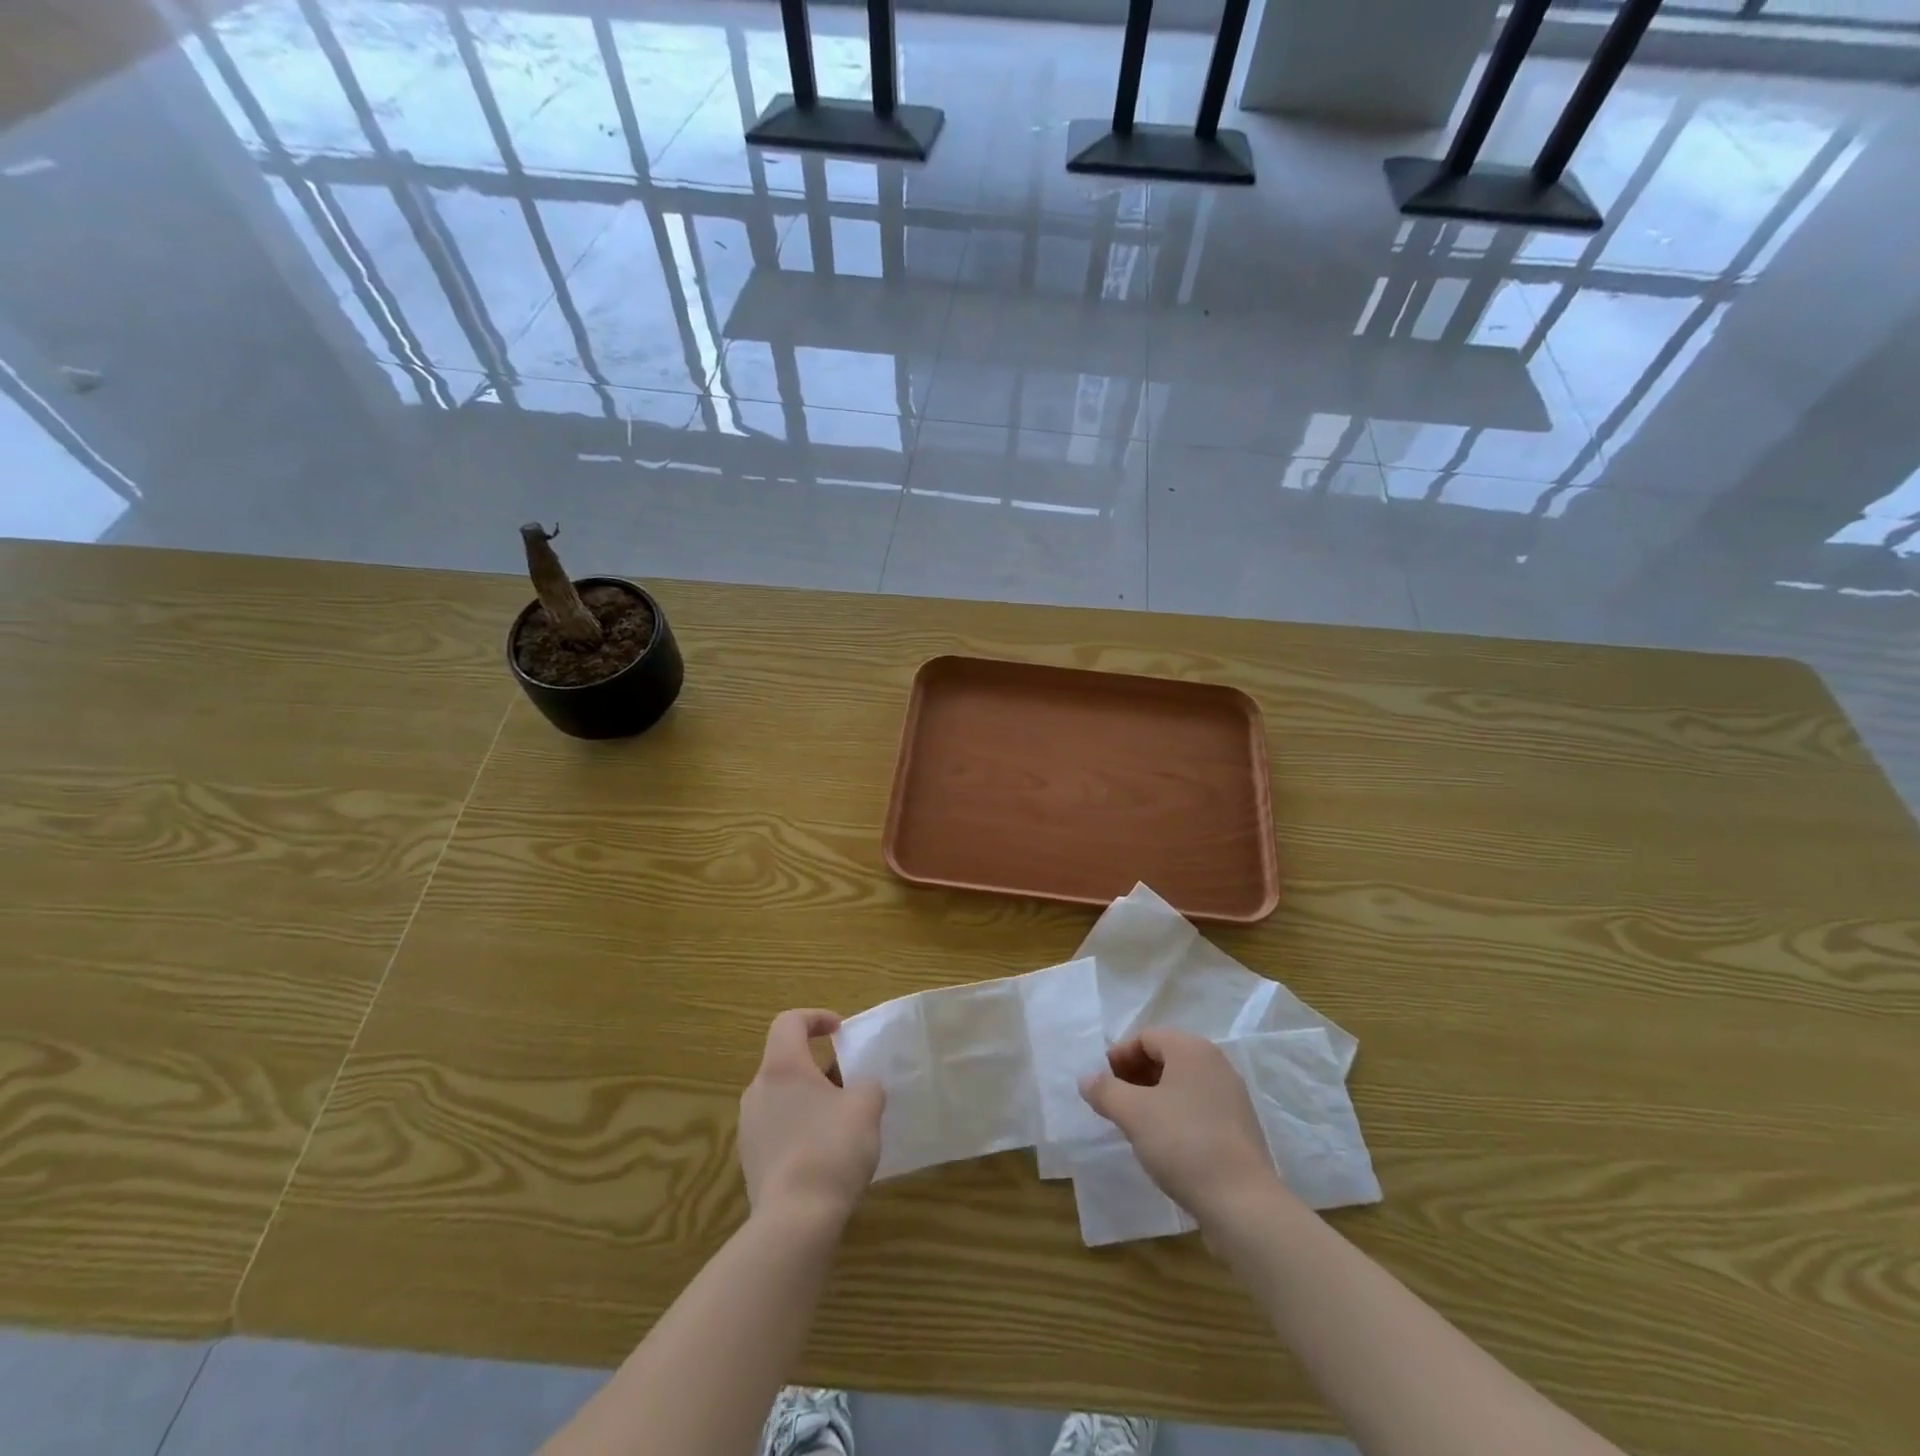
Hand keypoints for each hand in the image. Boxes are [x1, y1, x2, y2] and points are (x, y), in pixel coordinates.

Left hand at [738, 1009, 884, 1226]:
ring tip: (841, 1122)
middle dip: (819, 1067)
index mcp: (782, 1067)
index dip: (816, 1018)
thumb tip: (861, 1089)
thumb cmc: (831, 1148)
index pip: (789, 1022)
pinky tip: (824, 1155)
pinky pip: (777, 1129)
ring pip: (782, 1097)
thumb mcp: (866, 1106)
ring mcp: (749, 1128)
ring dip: (810, 1100)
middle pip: (786, 1062)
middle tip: (849, 1083)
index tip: (841, 1032)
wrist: (795, 1221)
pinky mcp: (750, 1161)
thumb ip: (867, 1085)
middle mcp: (757, 1090)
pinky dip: (800, 1129)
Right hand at [1080, 1028, 1288, 1226]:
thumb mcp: (1133, 1114)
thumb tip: (1086, 1078)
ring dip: (1153, 1096)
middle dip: (1135, 1075)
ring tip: (1135, 1124)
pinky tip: (1164, 1143)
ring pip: (1182, 1084)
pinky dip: (1175, 1114)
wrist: (1243, 1203)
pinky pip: (1198, 1107)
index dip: (1119, 1055)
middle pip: (1165, 1057)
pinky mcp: (1239, 1127)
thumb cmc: (1183, 1144)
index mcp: (1192, 1050)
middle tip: (1115, 1102)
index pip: (1146, 1037)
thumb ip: (1105, 1091)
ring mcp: (1231, 1096)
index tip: (1103, 1083)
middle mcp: (1216, 1064)